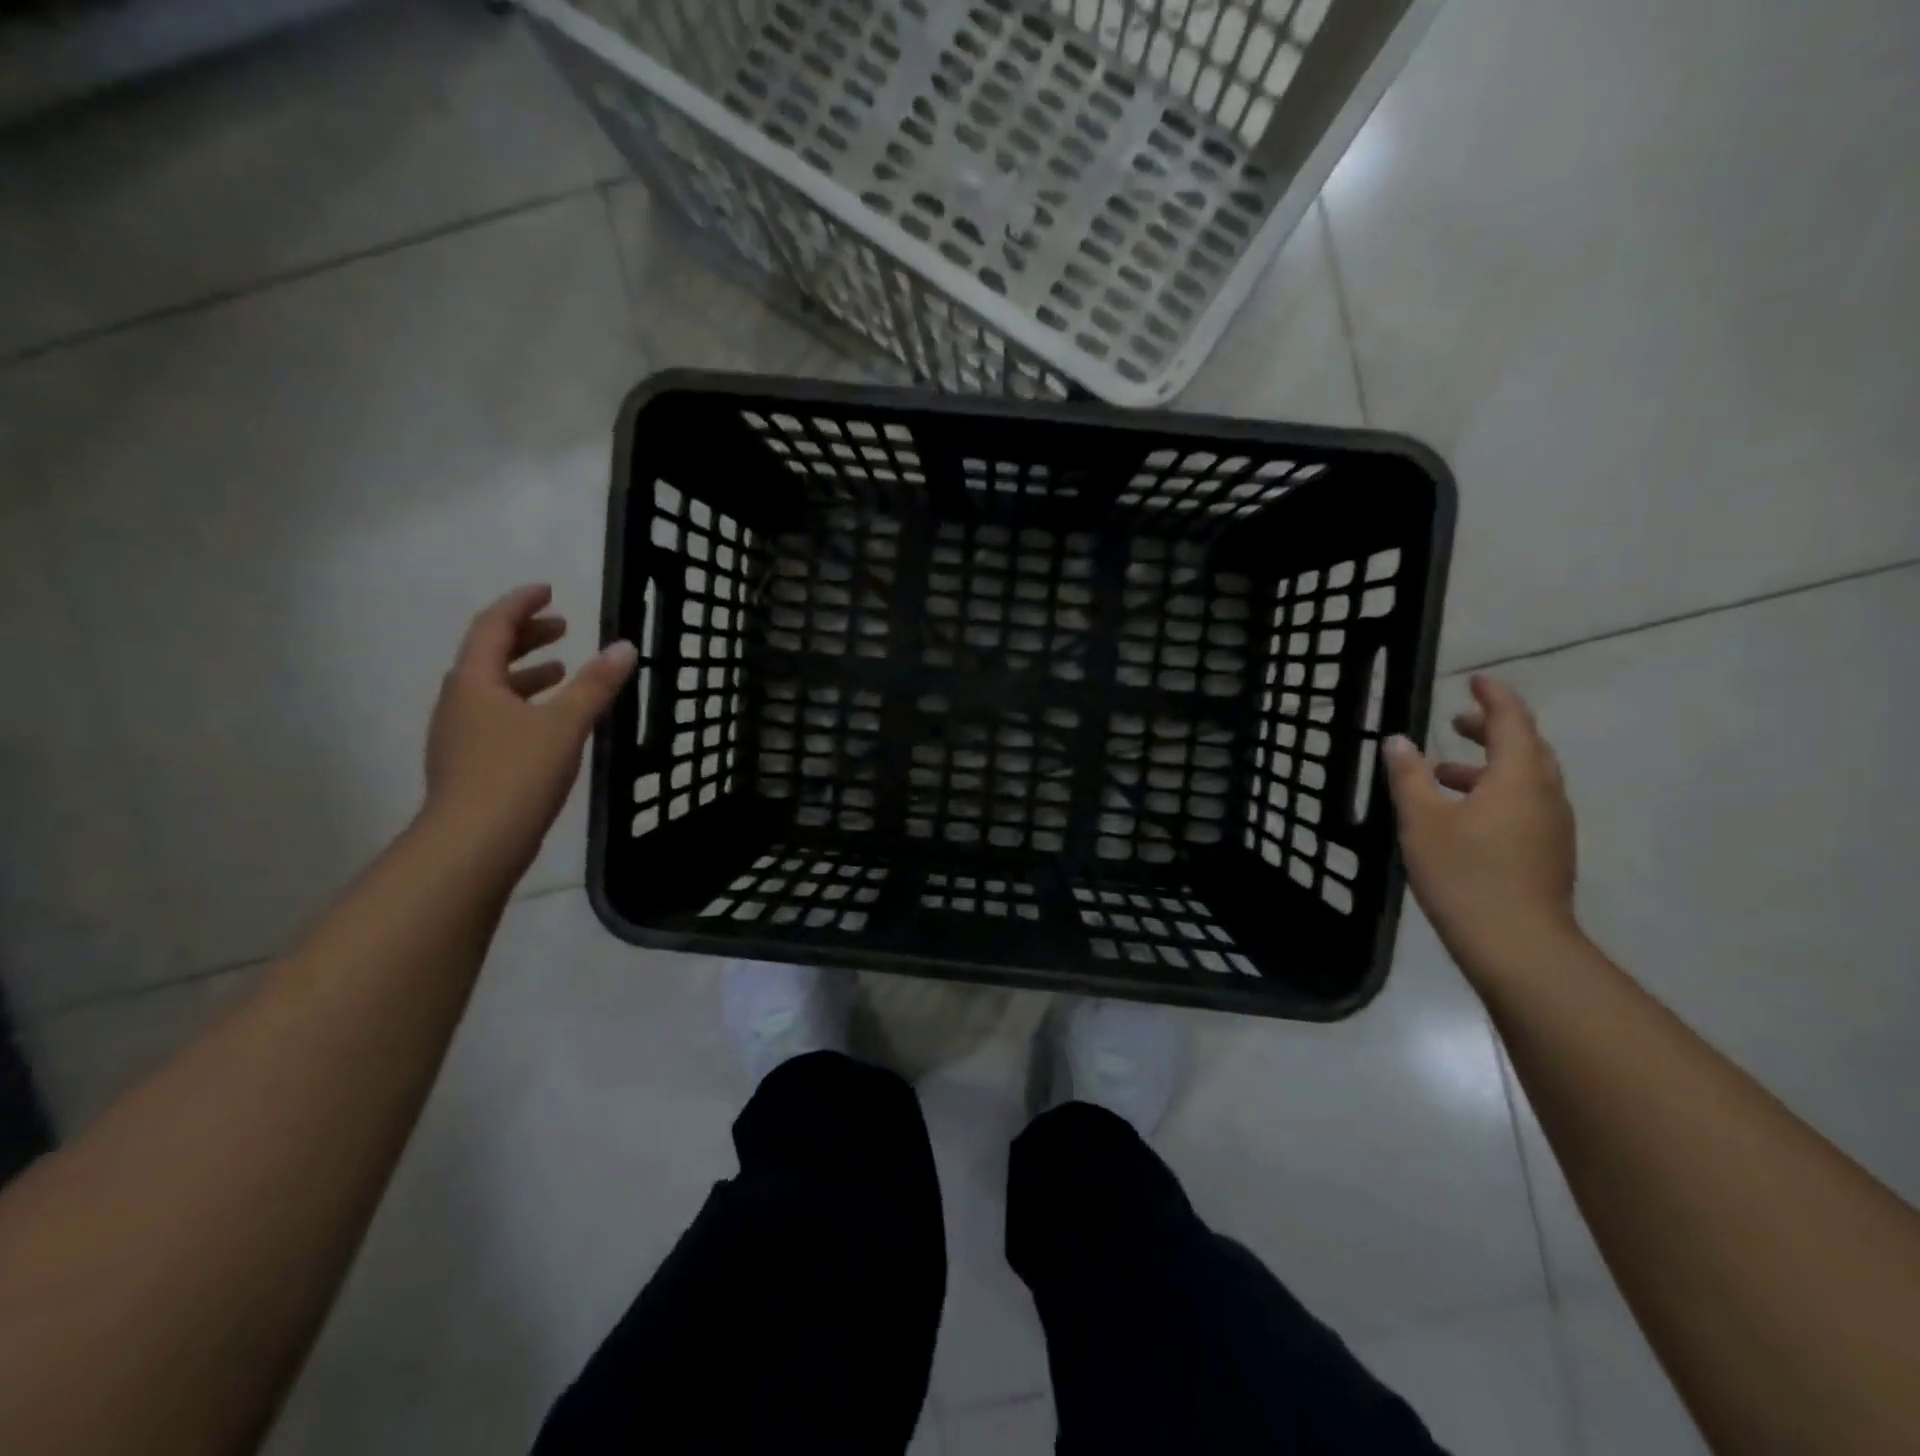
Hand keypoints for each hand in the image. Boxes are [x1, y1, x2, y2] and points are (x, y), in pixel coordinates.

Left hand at [421, 584, 635, 883]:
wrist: (471, 845)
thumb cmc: (516, 774)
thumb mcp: (564, 723)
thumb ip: (595, 684)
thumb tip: (625, 647)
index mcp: (474, 681)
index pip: (493, 626)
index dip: (521, 604)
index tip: (549, 591)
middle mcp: (458, 701)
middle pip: (489, 655)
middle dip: (527, 636)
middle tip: (563, 626)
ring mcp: (459, 734)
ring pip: (493, 688)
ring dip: (527, 673)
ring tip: (562, 670)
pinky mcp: (469, 763)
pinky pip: (496, 716)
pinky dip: (524, 704)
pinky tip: (550, 722)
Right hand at [1384, 675, 1580, 974]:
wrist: (1516, 944)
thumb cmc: (1465, 873)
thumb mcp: (1422, 820)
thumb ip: (1409, 776)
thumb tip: (1397, 740)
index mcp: (1518, 777)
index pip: (1512, 722)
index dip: (1494, 698)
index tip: (1476, 681)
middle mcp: (1545, 794)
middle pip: (1525, 748)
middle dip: (1492, 730)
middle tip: (1457, 723)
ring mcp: (1551, 826)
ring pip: (1525, 779)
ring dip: (1489, 765)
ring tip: (1445, 772)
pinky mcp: (1548, 852)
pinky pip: (1525, 804)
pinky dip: (1496, 792)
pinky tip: (1463, 814)